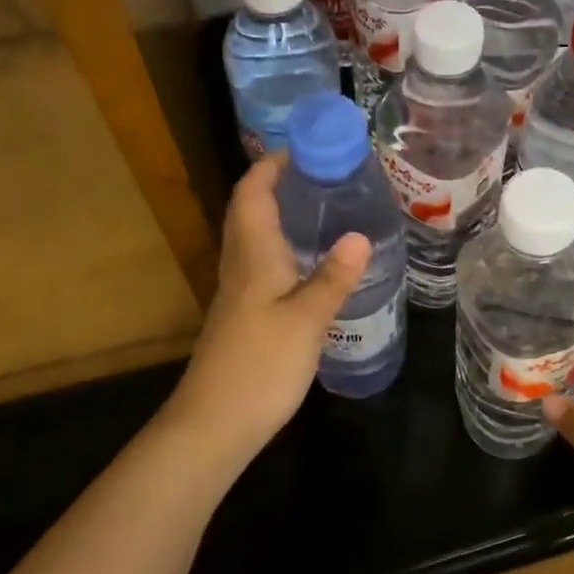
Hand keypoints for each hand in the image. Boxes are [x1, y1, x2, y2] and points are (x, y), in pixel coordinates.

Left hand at [167, 155, 370, 462]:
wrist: (214, 424)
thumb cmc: (259, 364)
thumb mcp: (306, 319)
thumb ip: (333, 277)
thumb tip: (359, 235)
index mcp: (252, 255)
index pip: (252, 193)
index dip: (272, 166)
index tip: (305, 149)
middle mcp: (240, 266)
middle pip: (250, 211)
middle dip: (281, 186)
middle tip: (326, 177)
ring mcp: (239, 293)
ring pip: (257, 239)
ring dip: (284, 217)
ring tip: (327, 211)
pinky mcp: (245, 316)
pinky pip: (264, 266)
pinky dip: (286, 251)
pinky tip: (314, 265)